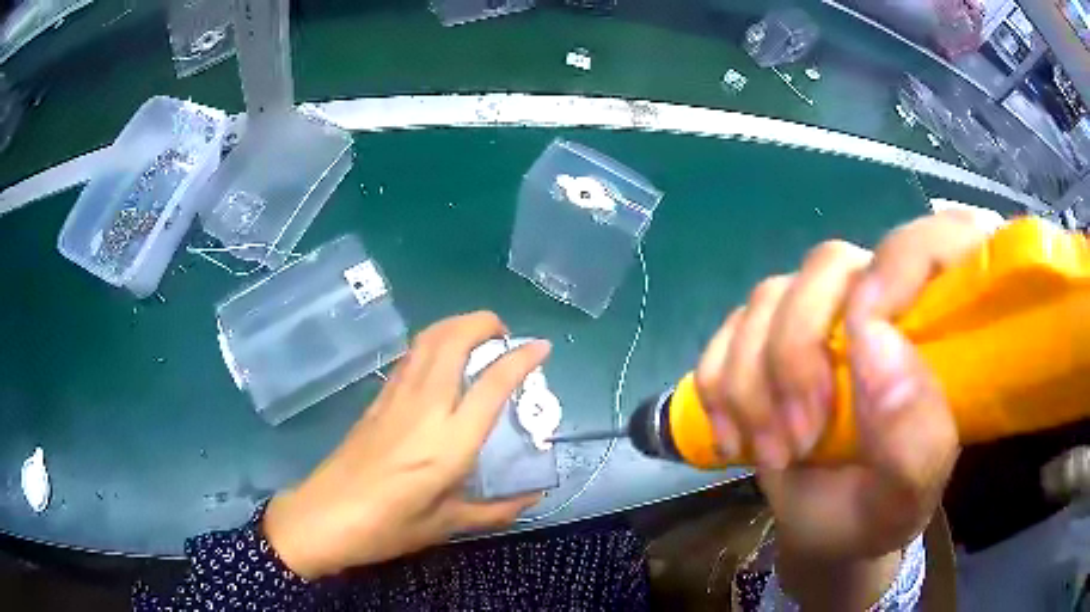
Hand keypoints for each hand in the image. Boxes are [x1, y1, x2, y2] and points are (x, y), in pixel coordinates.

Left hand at [263, 312, 549, 579]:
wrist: (324, 517)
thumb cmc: (388, 527)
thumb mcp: (447, 525)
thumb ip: (495, 510)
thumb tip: (532, 498)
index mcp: (450, 442)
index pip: (492, 384)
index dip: (520, 359)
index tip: (540, 347)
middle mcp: (425, 408)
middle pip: (453, 342)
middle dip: (482, 323)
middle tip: (503, 333)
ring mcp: (396, 398)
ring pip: (427, 341)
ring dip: (455, 325)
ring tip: (476, 334)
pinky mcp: (376, 400)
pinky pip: (409, 357)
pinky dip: (431, 342)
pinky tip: (438, 357)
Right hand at [695, 212, 988, 601]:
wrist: (823, 530)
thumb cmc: (878, 512)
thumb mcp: (907, 497)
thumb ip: (916, 436)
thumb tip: (874, 343)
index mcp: (937, 328)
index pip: (936, 239)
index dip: (902, 262)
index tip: (864, 341)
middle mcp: (878, 301)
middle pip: (828, 266)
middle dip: (799, 354)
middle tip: (800, 438)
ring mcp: (818, 317)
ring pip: (768, 298)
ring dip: (754, 384)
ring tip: (772, 454)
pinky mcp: (767, 338)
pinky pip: (727, 331)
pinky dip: (719, 386)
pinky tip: (735, 437)